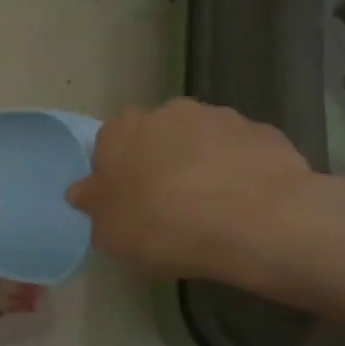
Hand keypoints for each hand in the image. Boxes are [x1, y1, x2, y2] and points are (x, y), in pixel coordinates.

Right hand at [66, 99, 326, 284]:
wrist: (256, 219)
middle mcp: (167, 112)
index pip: (107, 145)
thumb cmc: (164, 226)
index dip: (116, 175)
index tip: (126, 205)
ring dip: (200, 165)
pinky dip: (238, 172)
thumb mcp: (110, 233)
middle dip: (159, 164)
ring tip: (211, 209)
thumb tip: (83, 190)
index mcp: (121, 131)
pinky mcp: (262, 131)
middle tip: (167, 207)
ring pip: (200, 141)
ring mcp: (218, 117)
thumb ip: (93, 206)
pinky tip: (244, 205)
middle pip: (155, 137)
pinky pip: (239, 153)